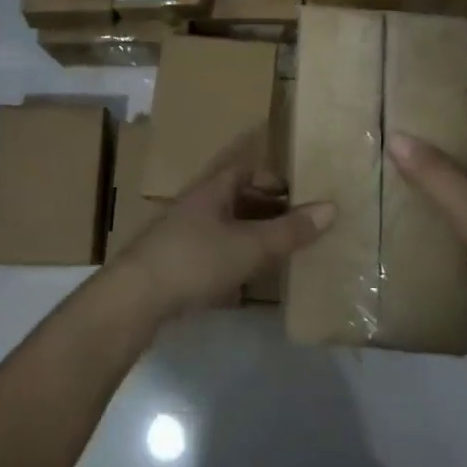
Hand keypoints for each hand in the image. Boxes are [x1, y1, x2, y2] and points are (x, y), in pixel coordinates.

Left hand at [110, 139, 333, 321]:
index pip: (247, 168)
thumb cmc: (195, 259)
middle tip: (299, 223)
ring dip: (253, 232)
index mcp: (214, 188)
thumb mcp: (250, 246)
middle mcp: (198, 204)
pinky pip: (215, 249)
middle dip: (268, 206)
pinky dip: (236, 255)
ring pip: (227, 224)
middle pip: (238, 195)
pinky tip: (249, 276)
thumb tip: (332, 207)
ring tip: (282, 249)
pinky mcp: (176, 262)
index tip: (301, 192)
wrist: (134, 298)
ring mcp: (183, 233)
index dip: (274, 176)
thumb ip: (290, 230)